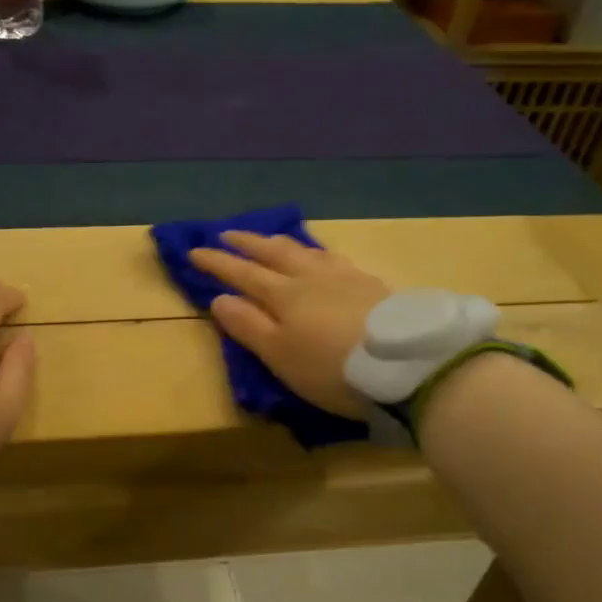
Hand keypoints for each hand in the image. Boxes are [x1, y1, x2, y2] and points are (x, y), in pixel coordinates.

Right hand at [188, 232, 390, 418]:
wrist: (407, 364)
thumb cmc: (332, 367)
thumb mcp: (280, 355)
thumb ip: (249, 326)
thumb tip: (220, 299)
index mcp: (284, 295)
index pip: (242, 273)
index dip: (217, 263)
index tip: (195, 250)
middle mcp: (311, 278)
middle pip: (274, 253)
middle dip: (248, 243)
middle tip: (227, 233)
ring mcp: (345, 278)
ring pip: (307, 252)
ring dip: (282, 244)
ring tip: (271, 240)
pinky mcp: (373, 287)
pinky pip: (335, 260)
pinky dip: (318, 254)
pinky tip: (324, 259)